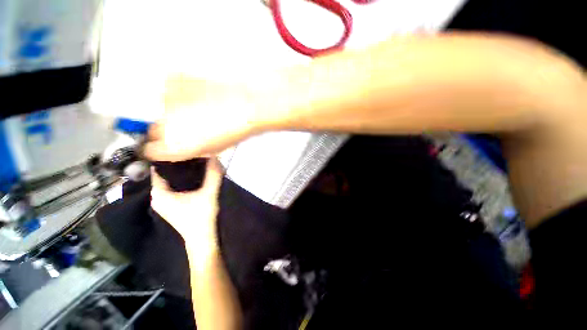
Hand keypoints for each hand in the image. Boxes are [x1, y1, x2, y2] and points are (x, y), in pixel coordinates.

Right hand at [143, 76, 263, 161]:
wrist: (246, 107)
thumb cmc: (235, 132)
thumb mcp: (213, 149)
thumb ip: (191, 149)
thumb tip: (180, 145)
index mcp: (175, 146)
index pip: (152, 150)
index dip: (161, 148)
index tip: (170, 144)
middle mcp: (164, 125)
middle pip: (156, 130)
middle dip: (170, 129)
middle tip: (192, 123)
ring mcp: (166, 100)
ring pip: (164, 107)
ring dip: (177, 109)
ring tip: (201, 106)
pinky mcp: (174, 80)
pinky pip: (172, 88)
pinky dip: (182, 92)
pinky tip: (200, 93)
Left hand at [150, 158, 223, 248]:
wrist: (202, 238)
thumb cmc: (201, 216)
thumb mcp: (209, 193)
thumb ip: (213, 174)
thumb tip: (215, 156)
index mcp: (160, 194)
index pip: (157, 169)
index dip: (168, 158)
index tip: (180, 147)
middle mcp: (157, 197)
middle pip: (164, 174)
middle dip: (176, 164)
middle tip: (191, 153)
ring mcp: (164, 202)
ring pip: (169, 181)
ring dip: (180, 173)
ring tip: (194, 161)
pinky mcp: (172, 205)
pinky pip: (173, 187)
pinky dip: (181, 180)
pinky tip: (194, 175)